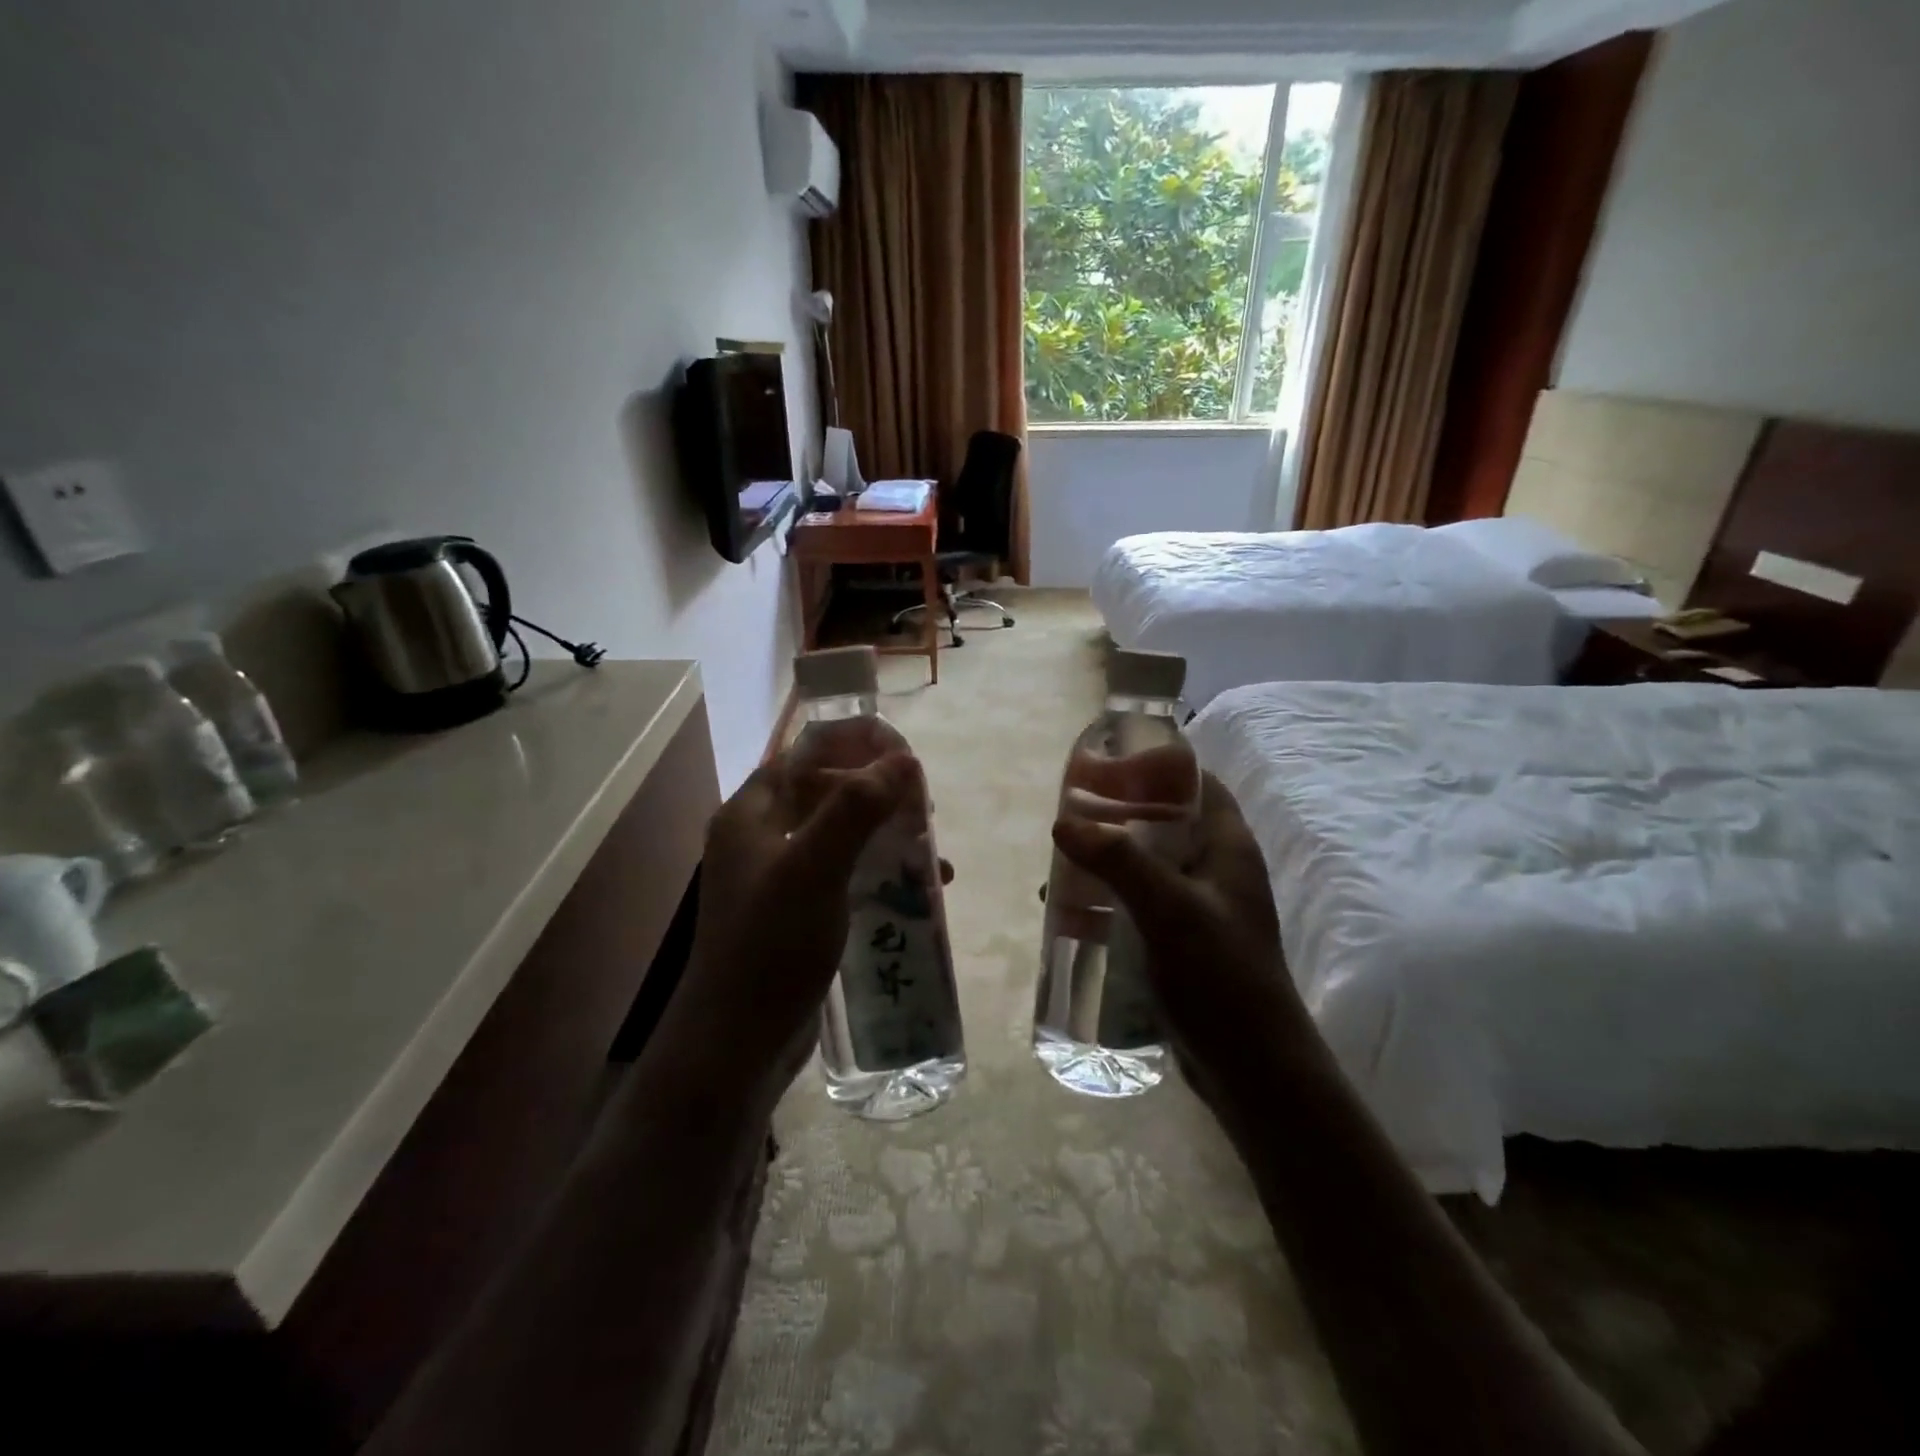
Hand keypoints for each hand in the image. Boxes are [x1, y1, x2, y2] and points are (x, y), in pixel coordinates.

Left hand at [672, 749, 921, 1111]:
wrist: (738, 1042)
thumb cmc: (771, 946)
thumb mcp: (813, 868)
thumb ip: (855, 808)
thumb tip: (903, 759)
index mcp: (752, 813)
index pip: (806, 753)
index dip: (856, 745)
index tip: (907, 756)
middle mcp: (761, 836)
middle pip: (827, 791)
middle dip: (878, 792)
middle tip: (924, 808)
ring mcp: (779, 876)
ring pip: (840, 834)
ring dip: (885, 833)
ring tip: (929, 850)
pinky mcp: (798, 911)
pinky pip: (844, 873)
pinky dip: (878, 871)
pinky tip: (917, 890)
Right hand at [1051, 772, 1307, 1113]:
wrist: (1253, 1068)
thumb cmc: (1220, 975)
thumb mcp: (1169, 908)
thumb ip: (1118, 861)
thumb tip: (1064, 822)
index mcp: (1228, 847)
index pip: (1197, 785)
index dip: (1157, 767)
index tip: (1108, 765)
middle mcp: (1216, 871)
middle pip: (1165, 823)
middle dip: (1118, 817)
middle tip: (1071, 816)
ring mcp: (1200, 909)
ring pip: (1147, 865)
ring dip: (1107, 861)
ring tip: (1061, 864)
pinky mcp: (1182, 943)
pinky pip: (1140, 905)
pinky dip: (1109, 899)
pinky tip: (1073, 911)